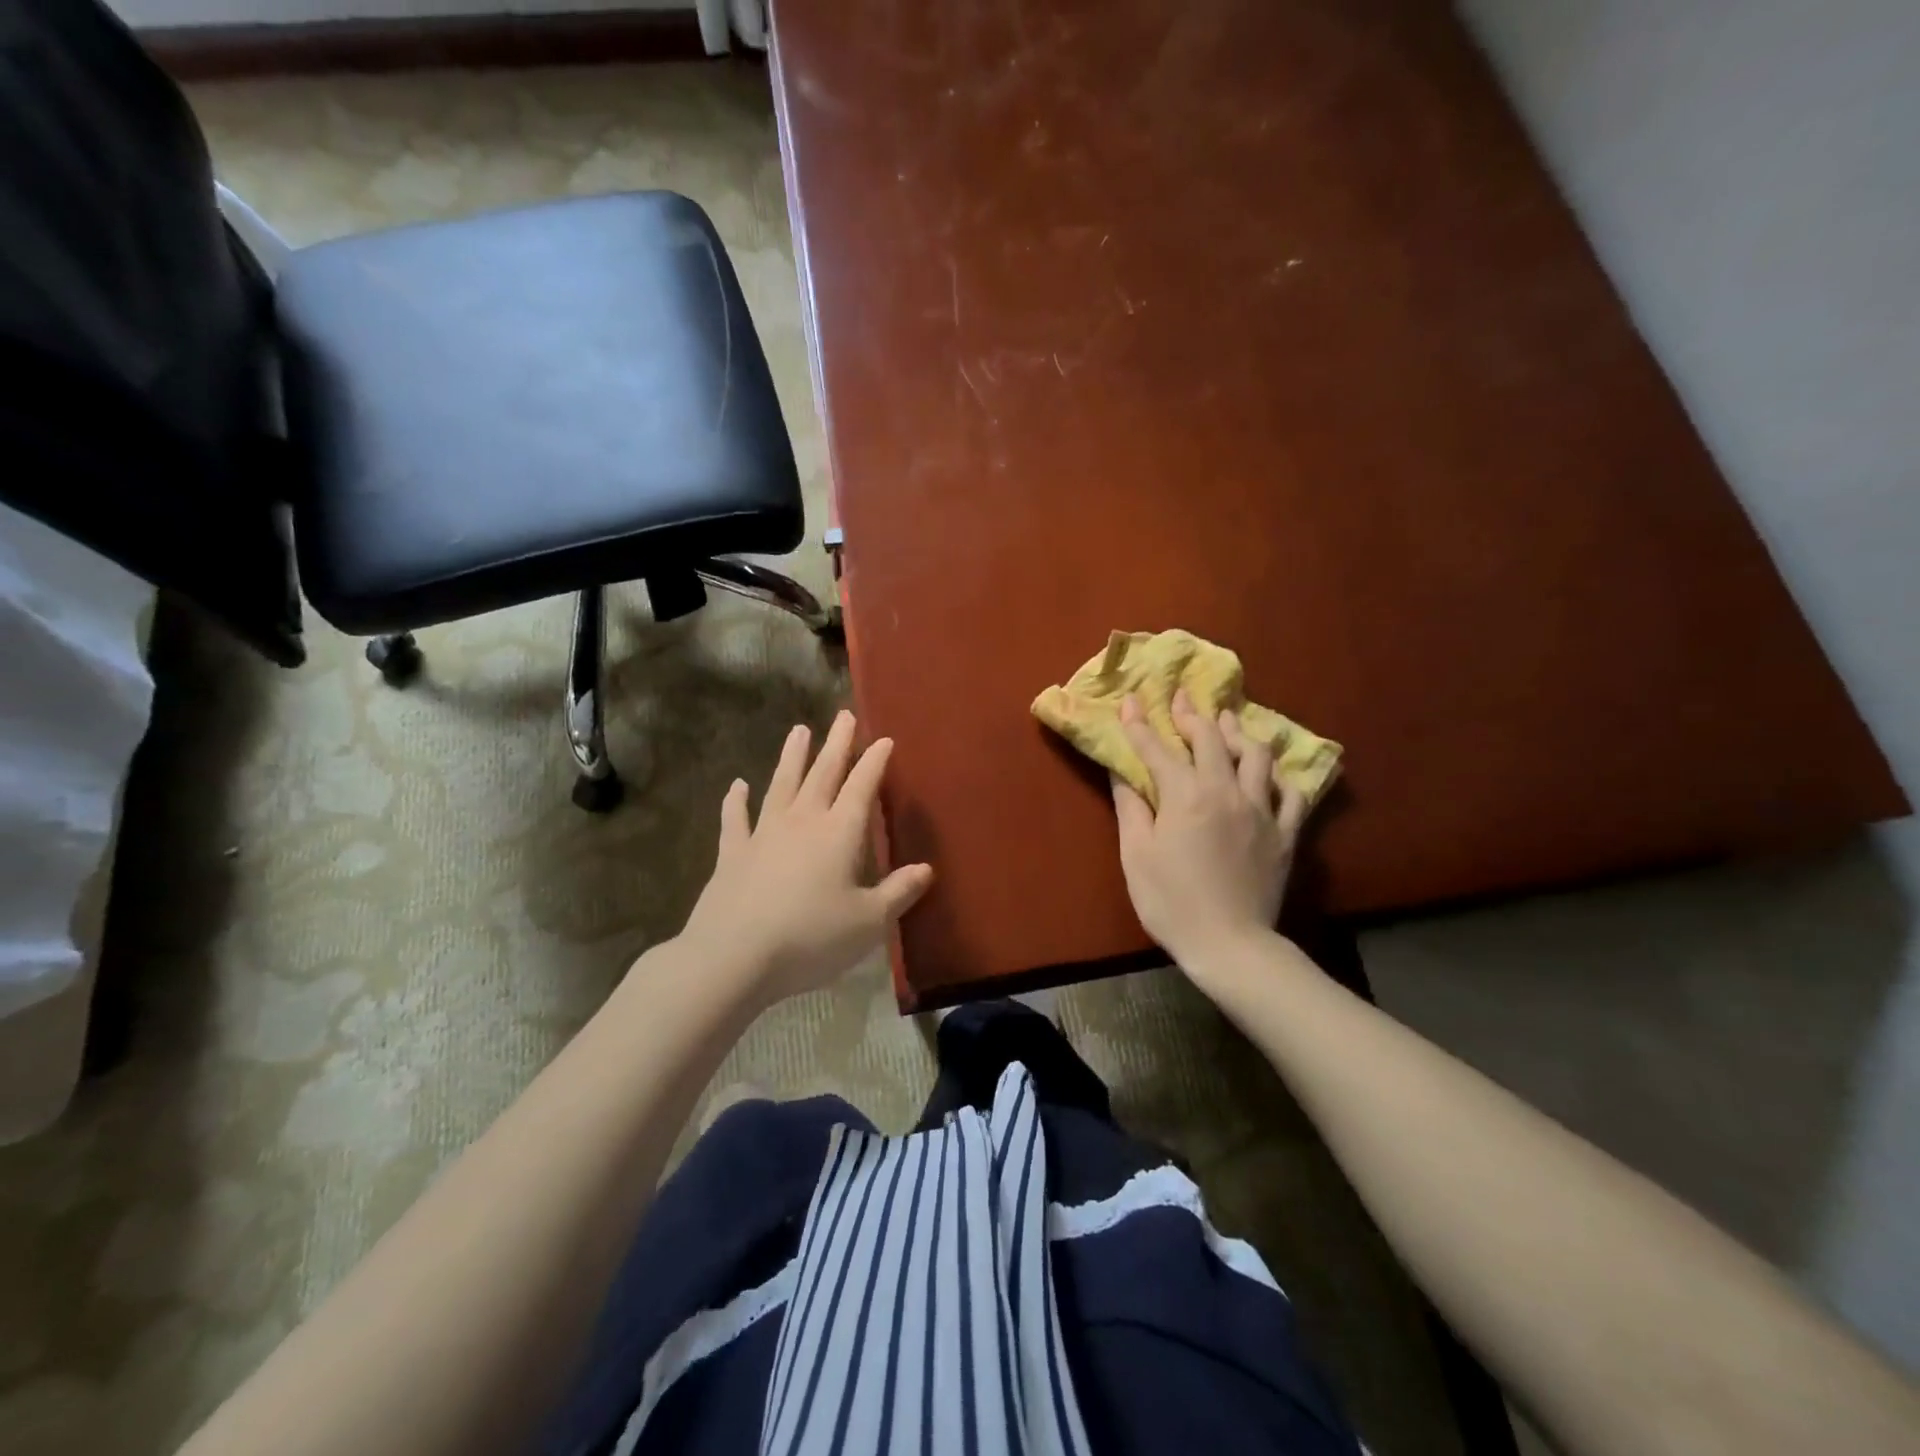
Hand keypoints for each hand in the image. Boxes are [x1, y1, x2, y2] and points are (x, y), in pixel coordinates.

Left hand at [679, 711, 933, 1006]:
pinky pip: (735, 819)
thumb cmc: (811, 938)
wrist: (734, 957)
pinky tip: (737, 785)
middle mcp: (802, 822)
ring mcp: (763, 834)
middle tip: (843, 716)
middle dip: (836, 744)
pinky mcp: (732, 854)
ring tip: (799, 730)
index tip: (884, 739)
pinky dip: (736, 801)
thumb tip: (926, 869)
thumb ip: (898, 893)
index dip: (874, 762)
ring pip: (781, 784)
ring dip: (792, 757)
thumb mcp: (868, 922)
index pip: (862, 787)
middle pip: (823, 774)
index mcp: (839, 833)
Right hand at [1111, 691, 1305, 972]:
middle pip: (1211, 739)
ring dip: (1238, 733)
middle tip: (1180, 698)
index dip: (1140, 724)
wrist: (1229, 944)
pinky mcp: (1285, 833)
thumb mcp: (1136, 854)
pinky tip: (1268, 773)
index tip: (1130, 701)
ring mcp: (1262, 810)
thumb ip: (1131, 805)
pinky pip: (1291, 793)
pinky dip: (1278, 777)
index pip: (1158, 749)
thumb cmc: (1170, 901)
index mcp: (1186, 795)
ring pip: (1256, 755)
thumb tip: (1121, 769)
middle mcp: (1227, 791)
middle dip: (1191, 715)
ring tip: (1226, 722)